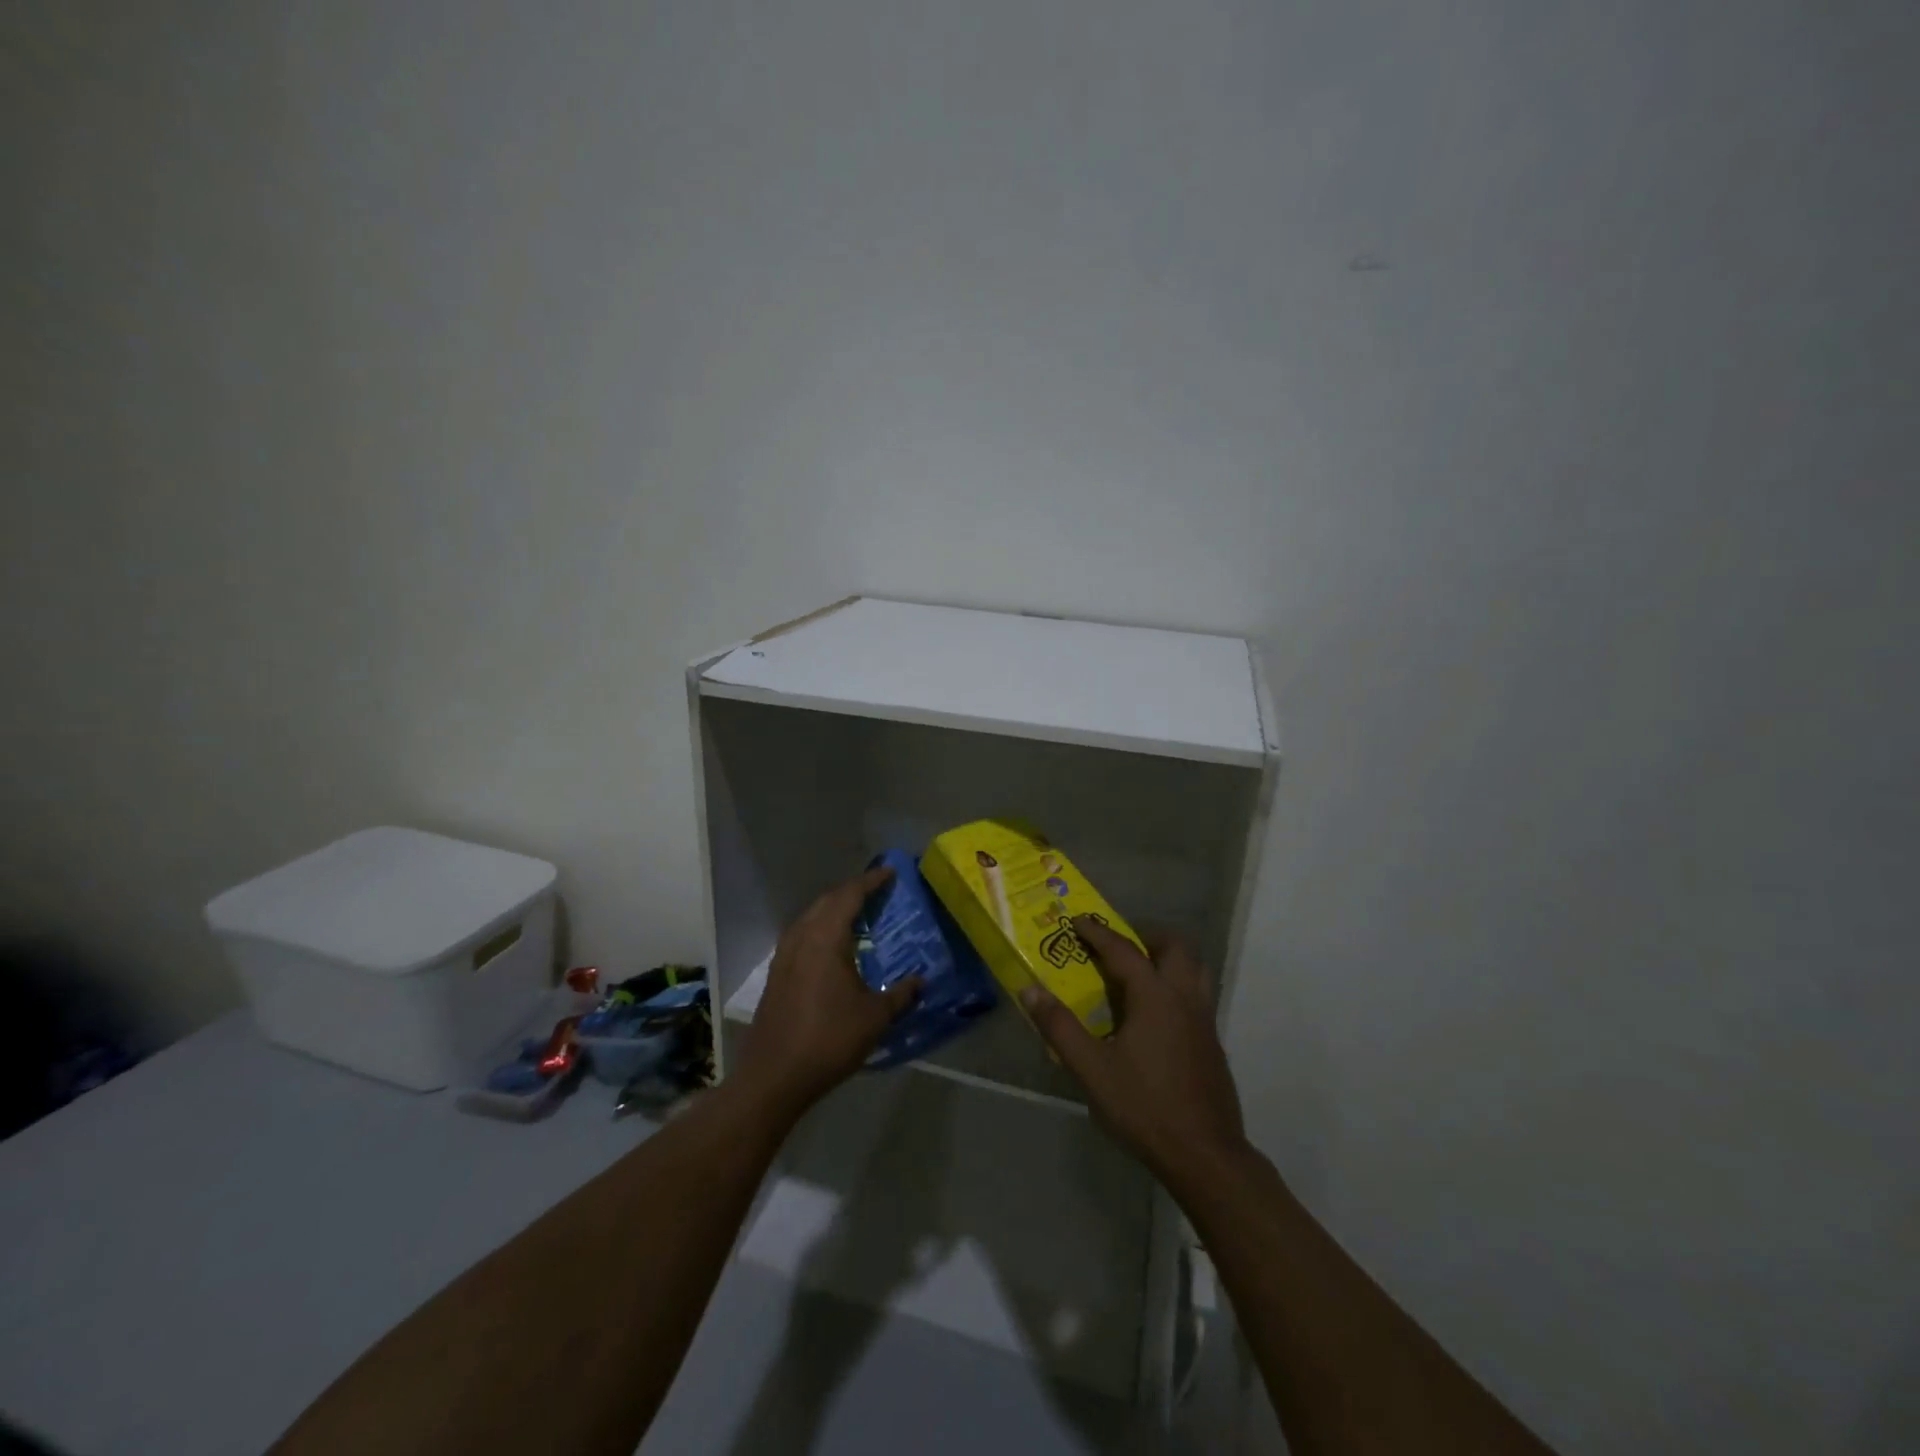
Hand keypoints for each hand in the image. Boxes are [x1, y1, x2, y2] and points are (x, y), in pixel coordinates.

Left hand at [736, 866, 920, 1114]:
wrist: (774, 1077)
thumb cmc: (829, 1040)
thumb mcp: (875, 1018)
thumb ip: (901, 995)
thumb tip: (921, 981)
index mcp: (826, 939)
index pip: (849, 896)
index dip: (871, 882)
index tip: (889, 873)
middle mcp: (802, 938)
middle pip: (827, 901)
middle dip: (852, 892)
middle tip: (876, 892)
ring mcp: (784, 956)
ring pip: (810, 917)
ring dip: (833, 909)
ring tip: (856, 915)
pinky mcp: (776, 974)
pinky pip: (801, 935)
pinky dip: (820, 928)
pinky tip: (830, 947)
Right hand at [1020, 917, 1246, 1185]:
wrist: (1205, 1155)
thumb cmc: (1144, 1106)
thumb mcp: (1092, 1069)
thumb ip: (1060, 1027)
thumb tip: (1029, 989)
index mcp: (1155, 996)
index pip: (1123, 949)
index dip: (1098, 932)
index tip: (1077, 920)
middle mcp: (1184, 998)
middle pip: (1173, 947)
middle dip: (1145, 936)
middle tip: (1117, 945)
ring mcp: (1204, 1020)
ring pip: (1193, 969)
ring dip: (1167, 958)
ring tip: (1140, 971)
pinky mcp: (1213, 1043)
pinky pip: (1197, 995)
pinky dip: (1176, 985)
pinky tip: (1156, 1015)